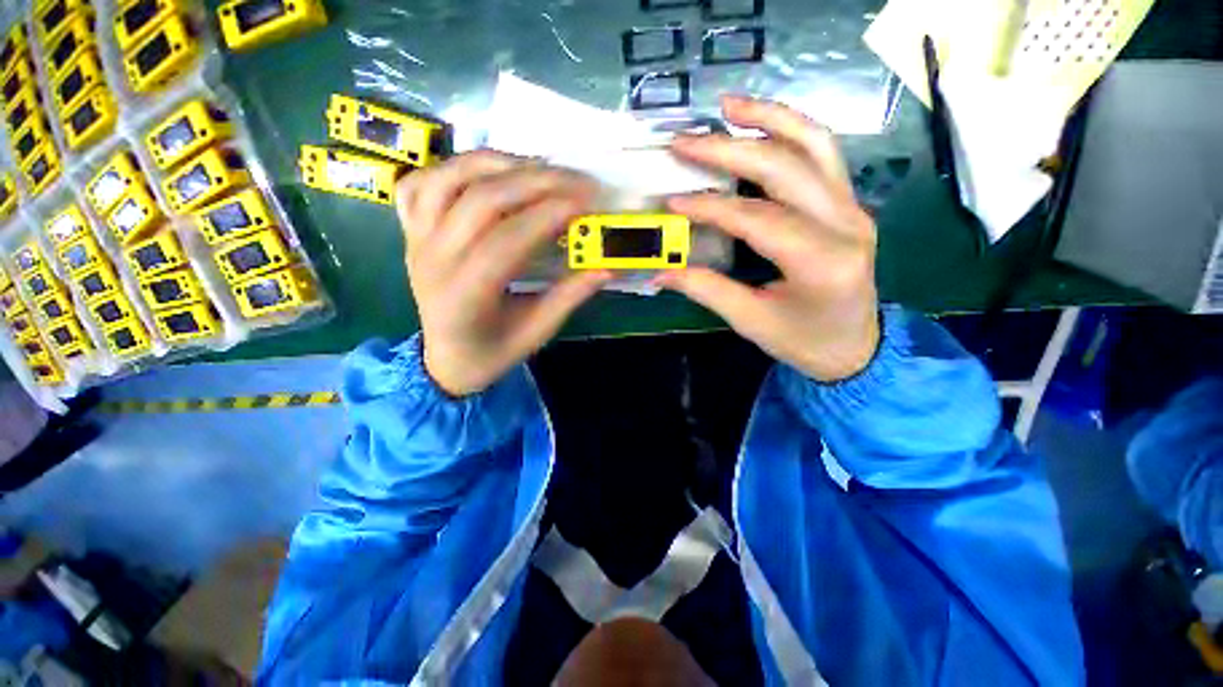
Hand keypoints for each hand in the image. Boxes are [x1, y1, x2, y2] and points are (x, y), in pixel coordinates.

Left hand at [397, 151, 611, 396]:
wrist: (447, 358)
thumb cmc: (493, 352)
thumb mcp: (536, 333)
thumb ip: (569, 297)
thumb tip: (606, 267)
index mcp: (465, 296)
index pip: (508, 241)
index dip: (549, 215)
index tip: (588, 202)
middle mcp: (433, 260)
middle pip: (482, 200)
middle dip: (537, 182)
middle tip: (579, 180)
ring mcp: (416, 240)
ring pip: (448, 178)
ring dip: (500, 163)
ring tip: (542, 168)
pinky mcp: (411, 230)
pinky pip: (421, 182)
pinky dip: (456, 168)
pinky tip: (490, 174)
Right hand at [658, 96, 879, 381]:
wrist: (854, 345)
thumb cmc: (803, 340)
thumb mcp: (751, 321)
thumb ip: (706, 290)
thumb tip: (661, 272)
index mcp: (822, 263)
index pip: (759, 219)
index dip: (712, 206)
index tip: (673, 201)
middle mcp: (846, 224)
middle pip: (786, 168)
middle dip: (730, 149)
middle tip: (685, 141)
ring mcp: (853, 207)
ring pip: (814, 144)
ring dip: (768, 117)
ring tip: (727, 105)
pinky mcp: (848, 202)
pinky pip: (822, 153)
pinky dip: (790, 129)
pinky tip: (759, 123)